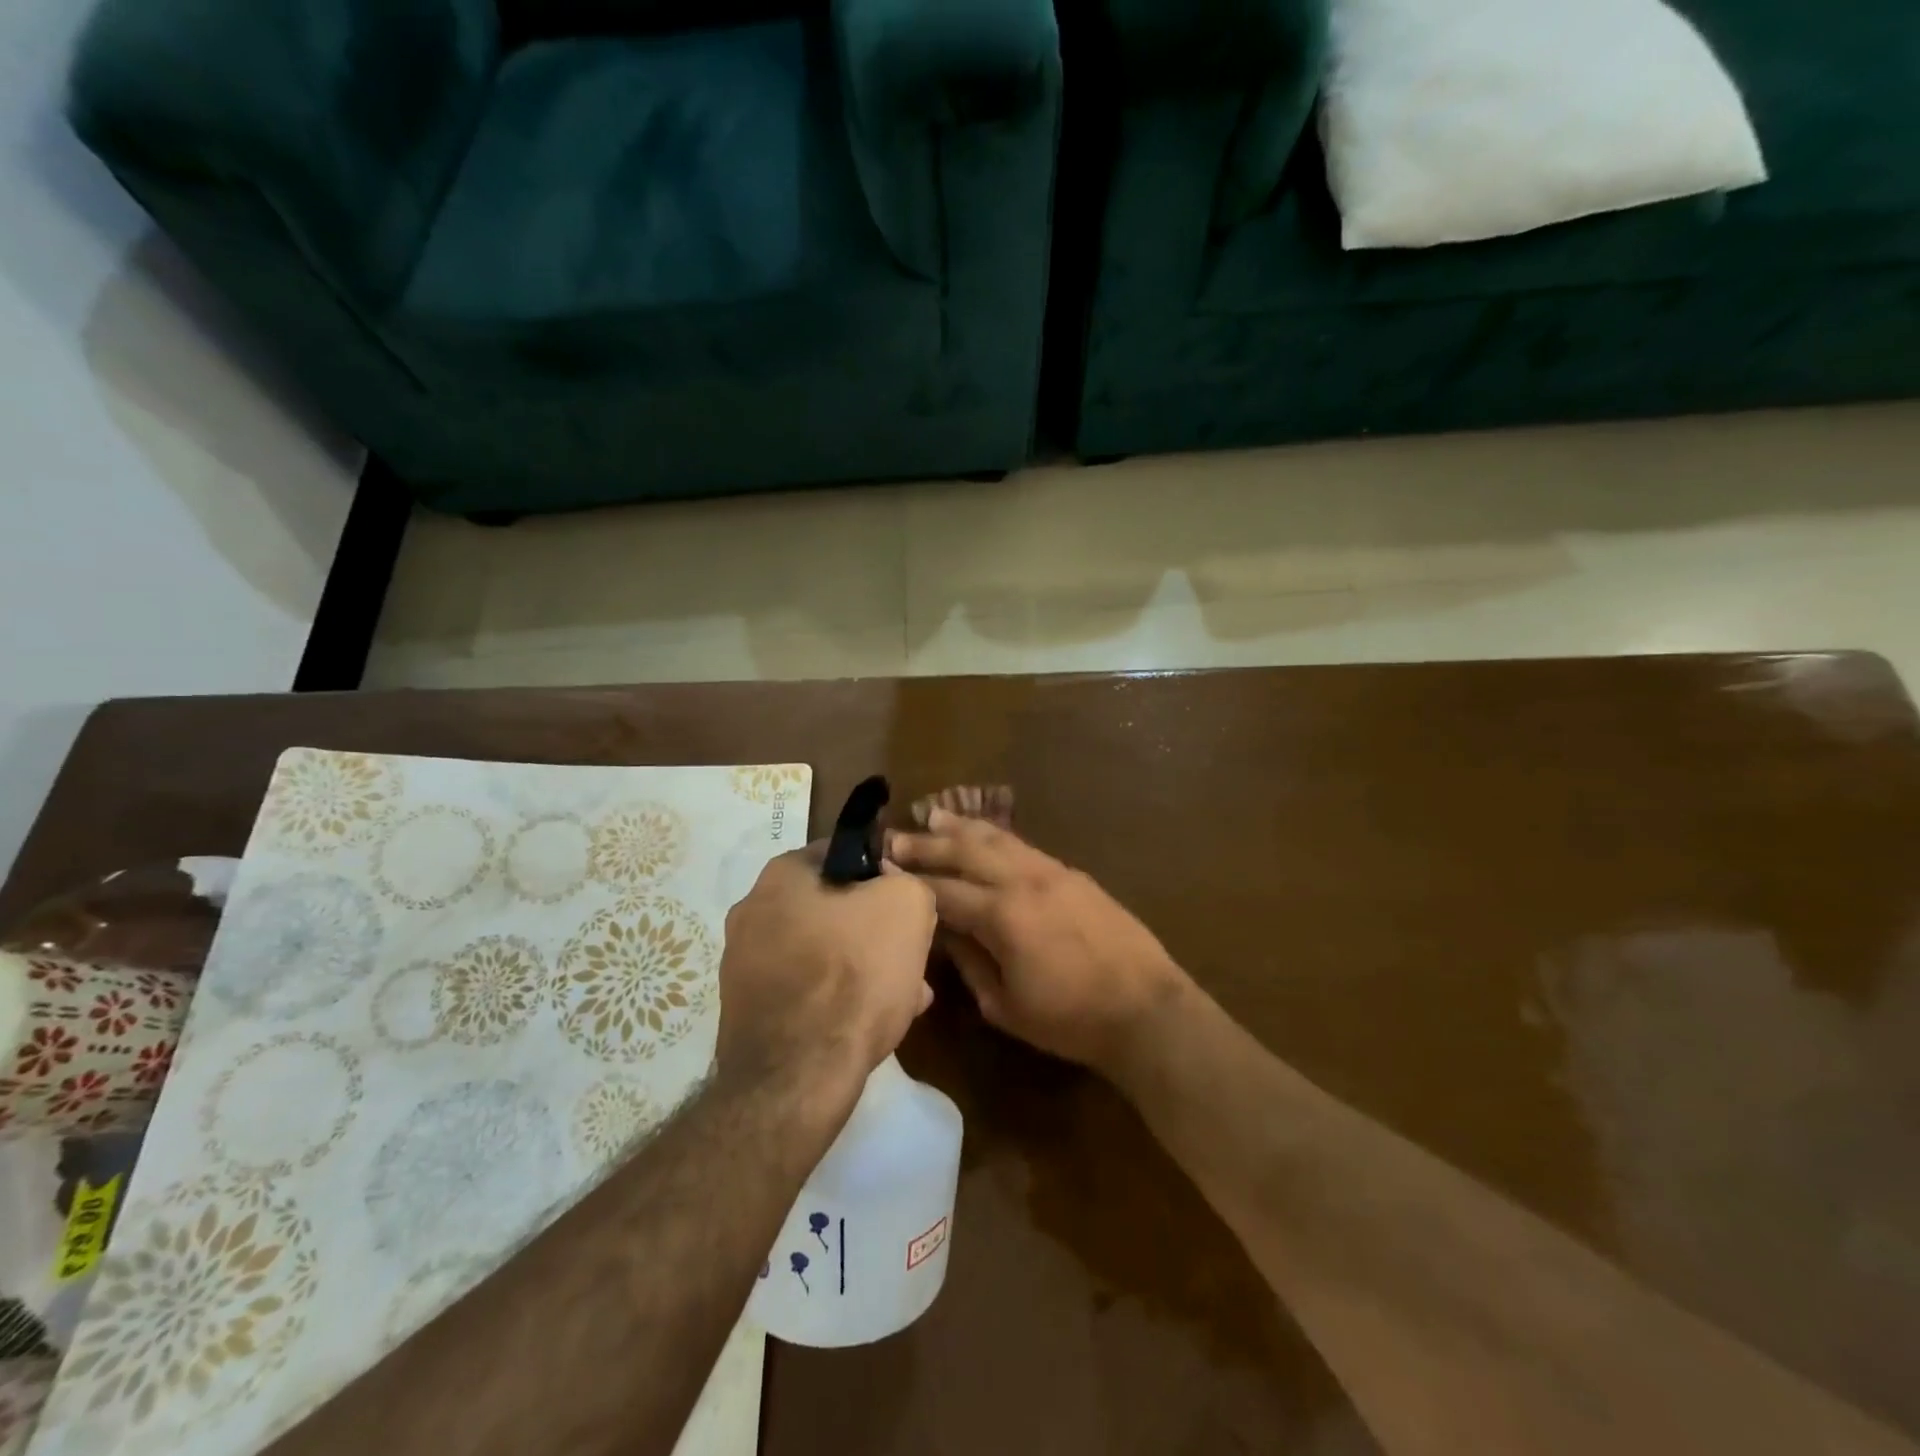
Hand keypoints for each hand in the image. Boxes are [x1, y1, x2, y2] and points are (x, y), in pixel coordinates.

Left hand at [717, 847, 937, 1108]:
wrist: (798, 1076)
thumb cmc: (854, 974)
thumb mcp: (908, 906)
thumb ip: (906, 881)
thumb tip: (893, 888)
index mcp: (780, 874)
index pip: (843, 854)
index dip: (883, 875)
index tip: (908, 904)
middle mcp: (750, 911)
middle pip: (832, 908)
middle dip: (873, 929)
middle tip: (908, 954)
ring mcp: (742, 965)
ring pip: (821, 953)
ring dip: (860, 967)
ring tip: (902, 995)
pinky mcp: (746, 1012)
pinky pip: (804, 992)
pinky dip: (835, 1000)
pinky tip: (869, 1024)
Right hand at [885, 810, 1187, 1075]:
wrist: (1146, 1008)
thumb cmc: (1070, 1019)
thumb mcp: (1005, 1005)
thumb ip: (969, 963)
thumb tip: (944, 933)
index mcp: (1002, 916)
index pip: (943, 891)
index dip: (909, 882)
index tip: (880, 869)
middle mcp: (1022, 881)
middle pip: (965, 852)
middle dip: (926, 844)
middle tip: (894, 837)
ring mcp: (1051, 872)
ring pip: (996, 839)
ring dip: (961, 827)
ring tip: (932, 815)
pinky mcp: (1072, 873)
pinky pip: (1023, 846)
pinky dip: (996, 836)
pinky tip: (984, 834)